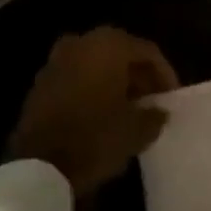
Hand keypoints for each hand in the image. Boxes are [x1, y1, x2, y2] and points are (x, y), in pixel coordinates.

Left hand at [10, 28, 178, 196]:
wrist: (38, 167)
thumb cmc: (95, 138)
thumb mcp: (137, 130)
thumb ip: (154, 115)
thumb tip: (158, 111)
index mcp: (109, 45)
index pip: (148, 52)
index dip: (165, 74)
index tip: (172, 97)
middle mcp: (81, 43)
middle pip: (121, 54)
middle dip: (139, 76)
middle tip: (152, 101)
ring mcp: (56, 61)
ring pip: (97, 65)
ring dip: (115, 83)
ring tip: (129, 109)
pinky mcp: (40, 83)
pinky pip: (77, 78)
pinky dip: (93, 90)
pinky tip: (102, 114)